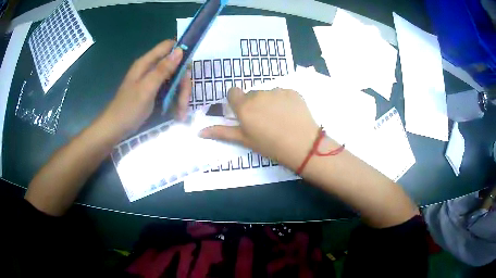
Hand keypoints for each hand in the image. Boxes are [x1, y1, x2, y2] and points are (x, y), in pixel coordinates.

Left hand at [100, 40, 191, 138]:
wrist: (115, 129)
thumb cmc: (128, 109)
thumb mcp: (146, 89)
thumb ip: (163, 69)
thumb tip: (180, 50)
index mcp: (146, 63)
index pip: (168, 46)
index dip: (181, 51)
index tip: (189, 67)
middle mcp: (151, 69)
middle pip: (175, 66)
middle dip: (183, 83)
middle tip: (184, 101)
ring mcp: (153, 81)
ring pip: (175, 81)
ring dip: (181, 95)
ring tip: (181, 113)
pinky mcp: (154, 93)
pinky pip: (170, 91)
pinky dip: (175, 102)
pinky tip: (177, 114)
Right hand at [200, 87, 319, 170]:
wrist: (303, 146)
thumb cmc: (270, 146)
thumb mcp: (244, 140)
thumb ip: (222, 132)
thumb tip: (199, 132)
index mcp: (244, 106)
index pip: (233, 92)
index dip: (237, 102)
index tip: (244, 114)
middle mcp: (258, 94)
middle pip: (251, 94)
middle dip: (254, 104)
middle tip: (264, 122)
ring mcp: (277, 91)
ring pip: (267, 94)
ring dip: (269, 102)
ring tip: (279, 119)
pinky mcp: (292, 91)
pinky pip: (283, 93)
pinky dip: (284, 101)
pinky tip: (290, 115)